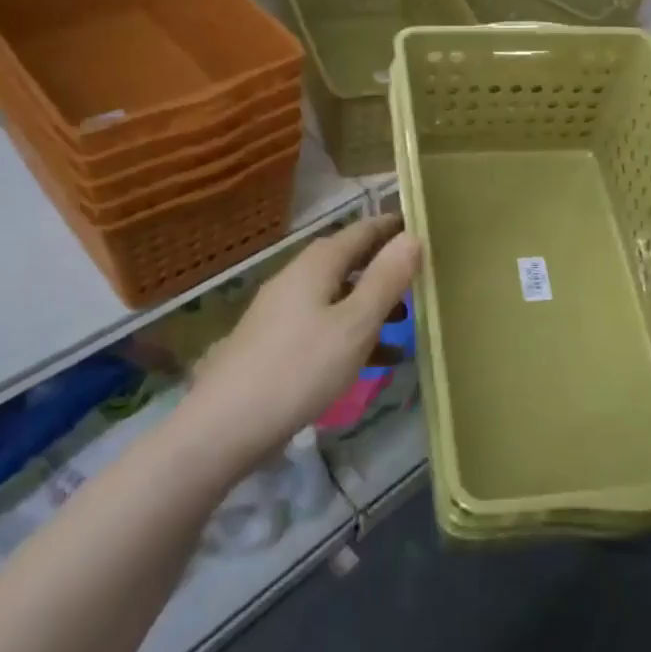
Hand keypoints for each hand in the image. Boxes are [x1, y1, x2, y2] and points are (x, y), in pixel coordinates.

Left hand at [178, 215, 420, 470]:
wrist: (226, 425)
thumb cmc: (300, 368)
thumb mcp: (355, 323)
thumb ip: (386, 279)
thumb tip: (413, 236)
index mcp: (316, 264)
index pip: (361, 230)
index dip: (393, 227)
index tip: (424, 225)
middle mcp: (297, 278)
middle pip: (348, 261)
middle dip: (385, 266)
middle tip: (422, 276)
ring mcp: (283, 311)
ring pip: (338, 295)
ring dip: (372, 303)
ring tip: (407, 321)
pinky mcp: (276, 342)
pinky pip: (325, 324)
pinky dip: (352, 332)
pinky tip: (375, 360)